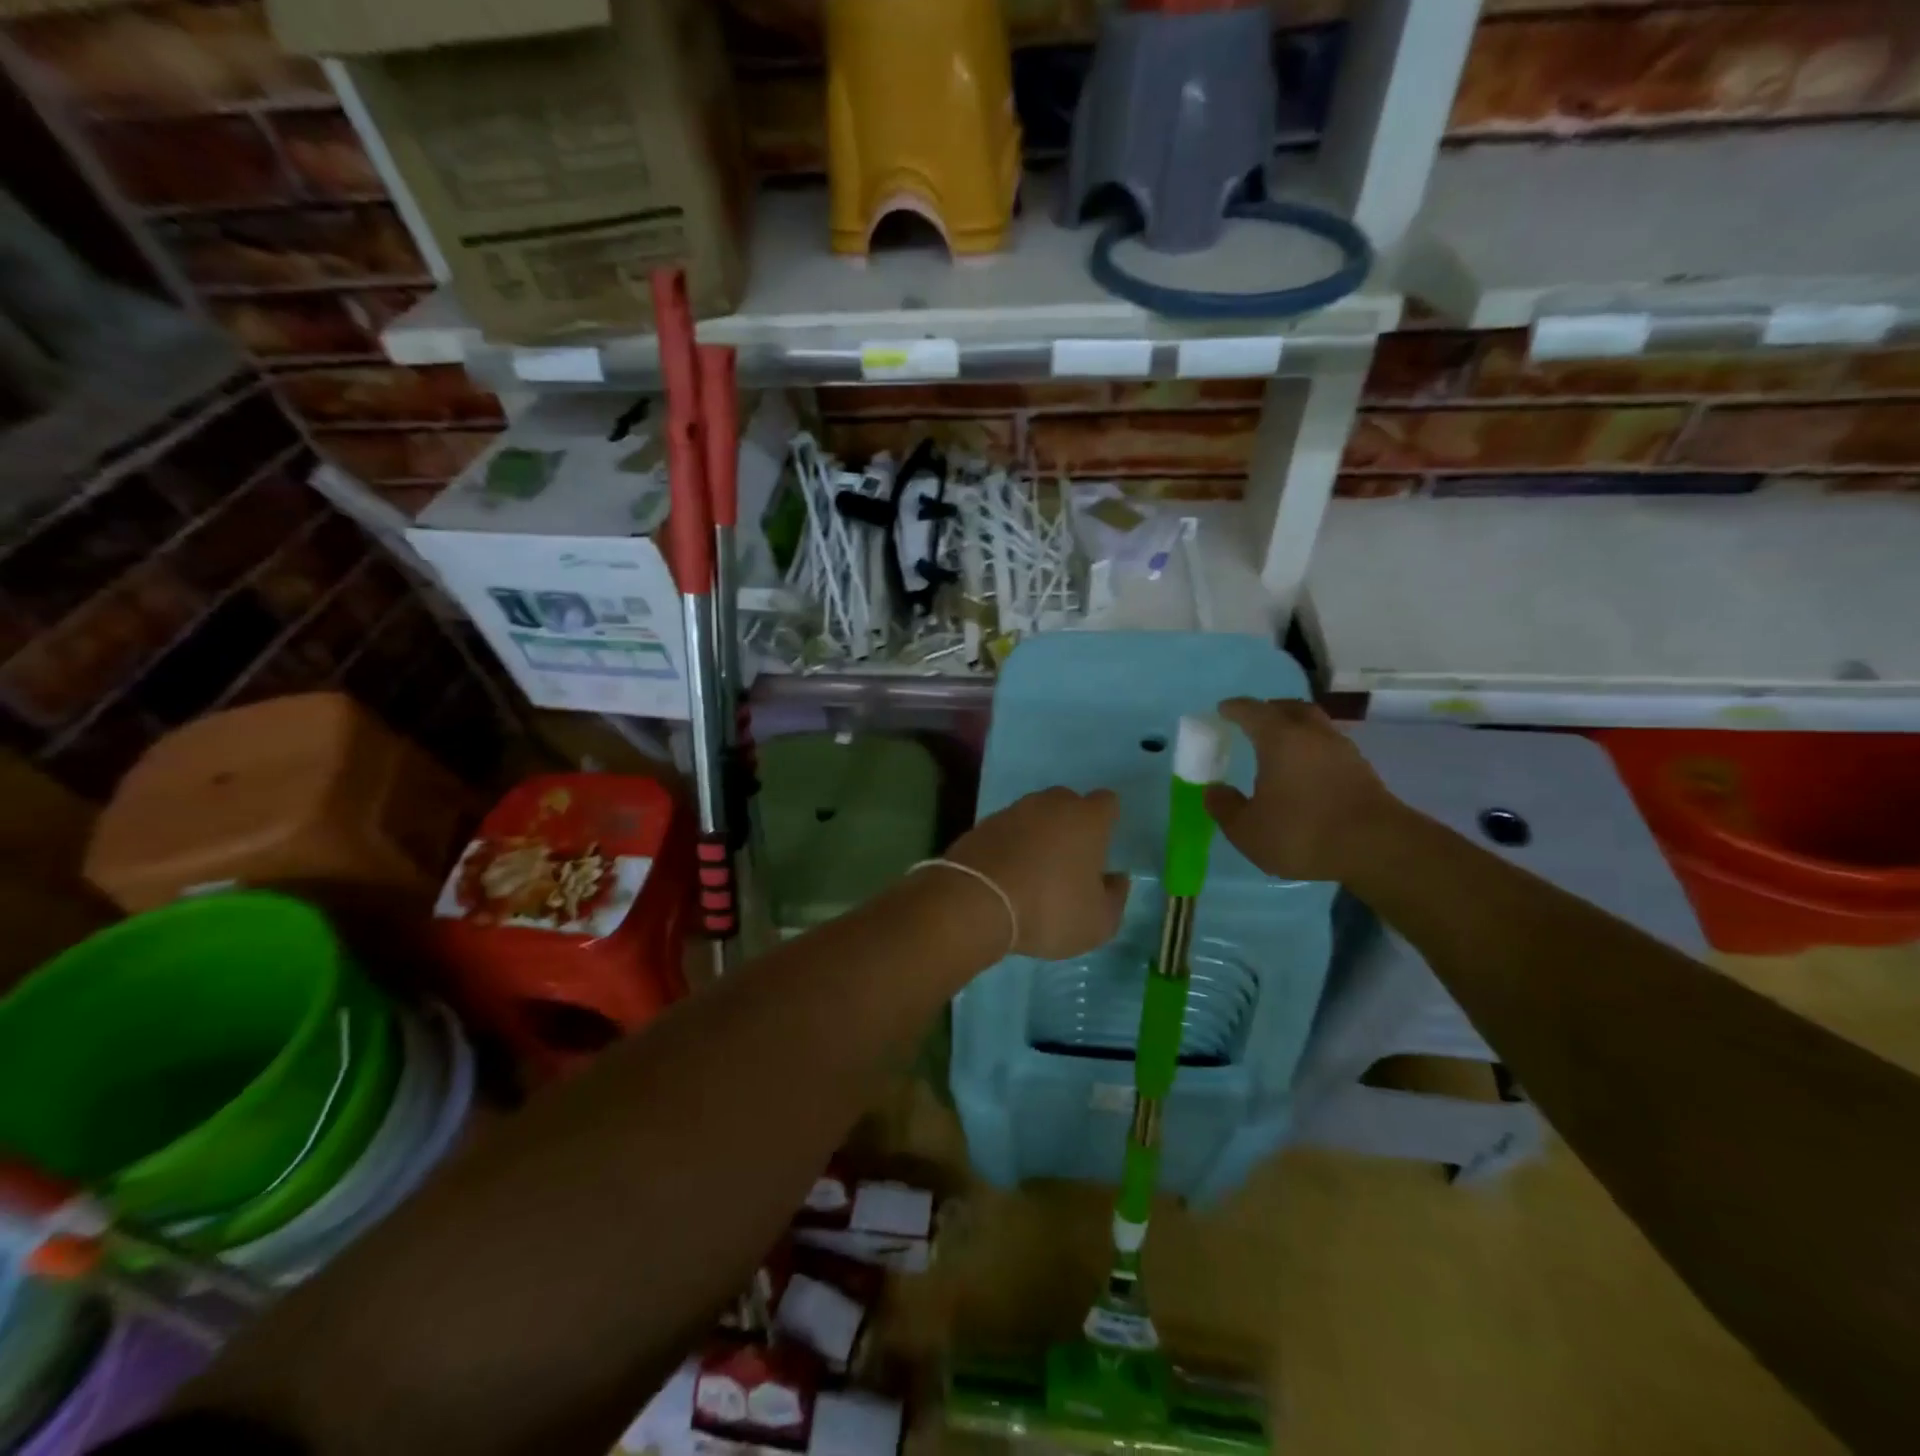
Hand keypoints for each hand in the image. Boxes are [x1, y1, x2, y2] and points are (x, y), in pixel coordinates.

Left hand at [943, 787, 1129, 959]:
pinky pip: (1007, 830)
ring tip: (1035, 871)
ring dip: (1038, 835)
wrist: (976, 902)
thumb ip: (1115, 898)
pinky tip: (1008, 874)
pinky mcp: (982, 825)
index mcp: (1087, 818)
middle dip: (1071, 825)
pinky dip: (1010, 845)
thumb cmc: (1050, 909)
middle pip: (1068, 803)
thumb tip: (1116, 879)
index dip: (1107, 822)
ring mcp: (1012, 811)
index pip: (1107, 802)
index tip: (1102, 848)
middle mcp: (1050, 804)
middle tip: (1069, 861)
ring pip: (1035, 815)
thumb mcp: (1098, 922)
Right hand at [1204, 698, 1400, 882]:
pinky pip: (1329, 746)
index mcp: (1279, 738)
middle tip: (1253, 721)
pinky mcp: (1362, 769)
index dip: (1234, 709)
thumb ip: (1225, 807)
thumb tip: (1214, 790)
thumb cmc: (1303, 832)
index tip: (1223, 710)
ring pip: (1314, 724)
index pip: (1252, 711)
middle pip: (1289, 708)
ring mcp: (1341, 749)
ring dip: (1295, 727)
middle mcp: (1311, 733)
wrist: (1377, 848)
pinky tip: (1306, 769)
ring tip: (1280, 745)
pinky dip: (1312, 748)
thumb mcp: (1248, 829)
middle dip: (1269, 710)